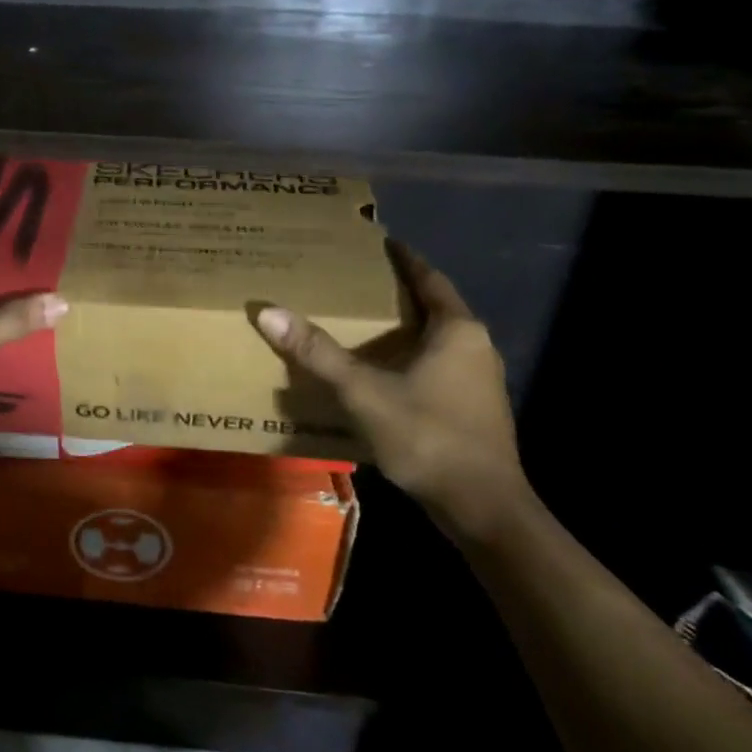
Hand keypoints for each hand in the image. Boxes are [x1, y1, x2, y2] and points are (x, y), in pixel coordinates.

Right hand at [254, 242, 528, 538]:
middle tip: (357, 278)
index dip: (404, 258)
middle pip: (434, 306)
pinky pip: (439, 364)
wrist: (483, 510)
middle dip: (398, 292)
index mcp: (457, 330)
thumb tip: (268, 312)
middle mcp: (476, 346)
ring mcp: (479, 380)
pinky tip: (383, 368)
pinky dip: (411, 355)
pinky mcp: (474, 408)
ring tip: (363, 320)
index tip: (379, 241)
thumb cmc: (429, 437)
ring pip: (437, 338)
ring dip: (405, 327)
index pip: (429, 278)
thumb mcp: (364, 392)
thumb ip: (318, 352)